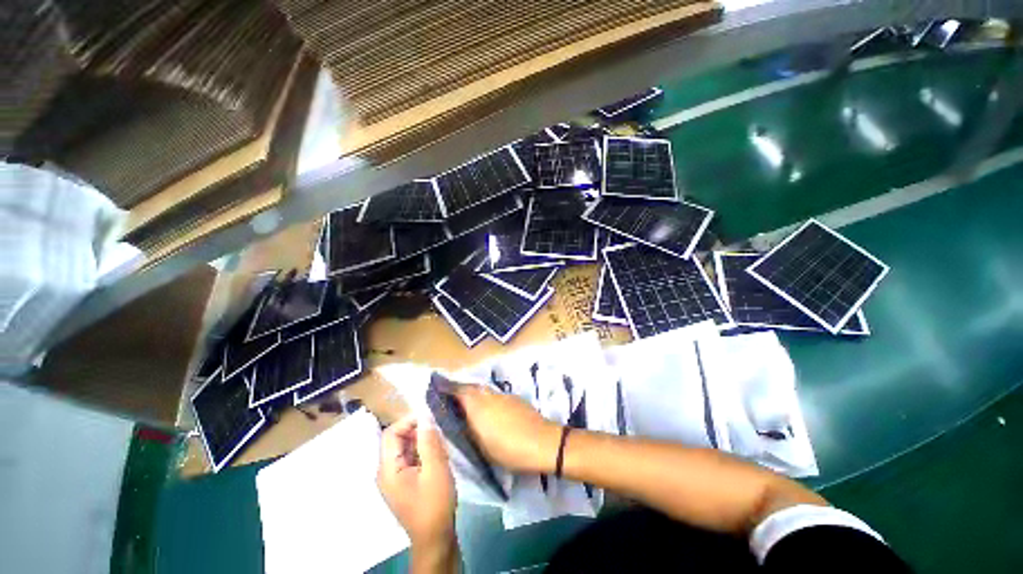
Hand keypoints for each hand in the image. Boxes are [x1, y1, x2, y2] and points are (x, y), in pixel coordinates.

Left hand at [377, 415, 455, 547]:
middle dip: (417, 431)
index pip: (391, 434)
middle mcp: (386, 472)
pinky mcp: (404, 483)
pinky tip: (438, 456)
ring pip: (405, 449)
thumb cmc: (434, 504)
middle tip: (438, 430)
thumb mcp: (435, 469)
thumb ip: (429, 442)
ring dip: (422, 441)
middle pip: (397, 440)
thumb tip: (426, 417)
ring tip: (441, 443)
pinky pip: (411, 459)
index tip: (429, 417)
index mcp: (388, 469)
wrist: (435, 538)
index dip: (408, 421)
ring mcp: (395, 479)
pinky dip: (423, 452)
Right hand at [453, 384, 561, 473]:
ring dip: (473, 393)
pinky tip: (488, 410)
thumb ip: (468, 430)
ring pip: (483, 390)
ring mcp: (502, 395)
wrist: (542, 441)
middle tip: (451, 398)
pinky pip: (494, 394)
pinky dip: (486, 398)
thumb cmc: (509, 449)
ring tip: (468, 405)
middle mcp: (488, 395)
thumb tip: (457, 420)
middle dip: (459, 390)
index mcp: (478, 406)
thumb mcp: (482, 446)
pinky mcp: (514, 398)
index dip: (447, 389)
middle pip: (470, 387)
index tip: (437, 389)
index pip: (458, 391)